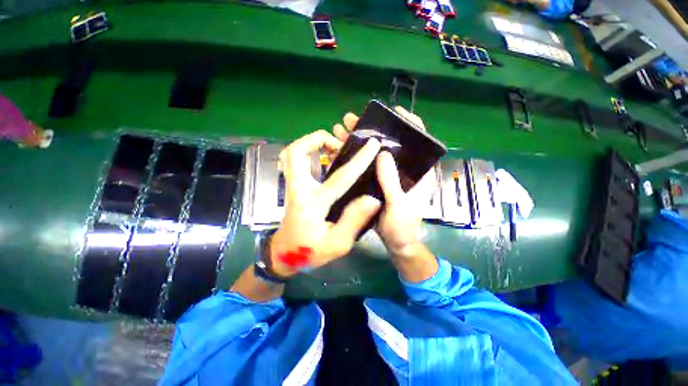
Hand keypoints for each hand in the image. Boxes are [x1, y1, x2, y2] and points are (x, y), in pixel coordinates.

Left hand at [269, 130, 382, 276]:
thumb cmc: (311, 251)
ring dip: (311, 144)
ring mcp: (292, 186)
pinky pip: (294, 161)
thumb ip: (354, 221)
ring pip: (291, 154)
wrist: (285, 254)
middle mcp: (298, 190)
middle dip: (317, 139)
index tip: (373, 145)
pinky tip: (323, 158)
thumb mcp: (337, 244)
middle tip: (339, 143)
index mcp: (312, 204)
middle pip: (296, 153)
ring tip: (333, 147)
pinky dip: (307, 152)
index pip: (340, 177)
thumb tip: (372, 199)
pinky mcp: (292, 187)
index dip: (359, 160)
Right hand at [332, 107, 436, 258]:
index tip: (394, 112)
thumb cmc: (403, 226)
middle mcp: (403, 170)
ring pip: (374, 153)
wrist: (395, 243)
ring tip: (340, 130)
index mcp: (418, 173)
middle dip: (372, 129)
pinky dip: (354, 157)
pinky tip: (339, 150)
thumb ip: (392, 182)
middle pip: (390, 143)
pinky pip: (365, 166)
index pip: (419, 141)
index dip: (409, 123)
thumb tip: (383, 154)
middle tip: (352, 119)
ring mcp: (388, 175)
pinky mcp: (376, 182)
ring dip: (358, 141)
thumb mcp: (399, 205)